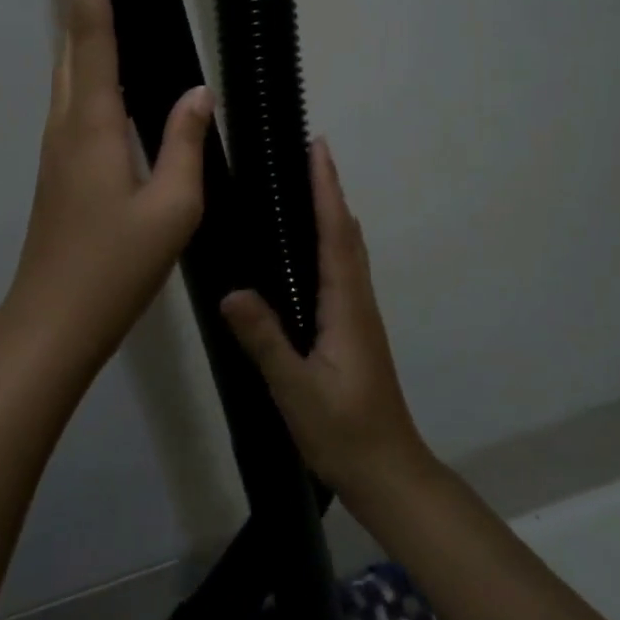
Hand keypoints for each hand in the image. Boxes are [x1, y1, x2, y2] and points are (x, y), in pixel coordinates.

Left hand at [0, 0, 213, 369]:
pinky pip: (74, 101)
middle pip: (72, 43)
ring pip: (69, 72)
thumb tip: (197, 93)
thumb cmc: (115, 267)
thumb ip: (184, 144)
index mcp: (93, 124)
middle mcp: (66, 123)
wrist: (53, 320)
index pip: (92, 34)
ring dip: (83, 31)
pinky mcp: (58, 167)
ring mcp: (56, 147)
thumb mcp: (171, 209)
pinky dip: (89, 70)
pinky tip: (112, 78)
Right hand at [221, 140, 433, 505]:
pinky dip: (332, 241)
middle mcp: (357, 302)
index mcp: (346, 306)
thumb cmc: (343, 431)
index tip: (317, 148)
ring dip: (333, 212)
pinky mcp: (353, 330)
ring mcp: (359, 316)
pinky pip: (343, 270)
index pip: (335, 235)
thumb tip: (231, 290)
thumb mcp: (297, 389)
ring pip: (348, 251)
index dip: (326, 190)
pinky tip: (312, 249)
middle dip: (329, 190)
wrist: (387, 471)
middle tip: (308, 154)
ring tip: (309, 186)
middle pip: (346, 233)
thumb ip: (265, 340)